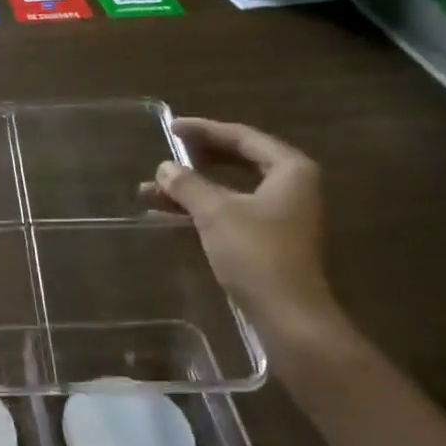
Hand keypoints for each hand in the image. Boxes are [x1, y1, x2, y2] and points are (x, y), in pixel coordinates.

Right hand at [140, 119, 341, 342]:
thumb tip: (164, 168)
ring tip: (153, 189)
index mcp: (290, 170)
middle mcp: (292, 186)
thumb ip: (188, 184)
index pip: (242, 136)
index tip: (171, 128)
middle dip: (197, 159)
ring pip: (232, 188)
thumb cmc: (256, 254)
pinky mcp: (271, 239)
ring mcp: (283, 214)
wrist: (289, 317)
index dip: (204, 130)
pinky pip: (232, 210)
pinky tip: (170, 213)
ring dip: (193, 187)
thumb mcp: (215, 212)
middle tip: (167, 153)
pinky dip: (203, 208)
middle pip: (240, 160)